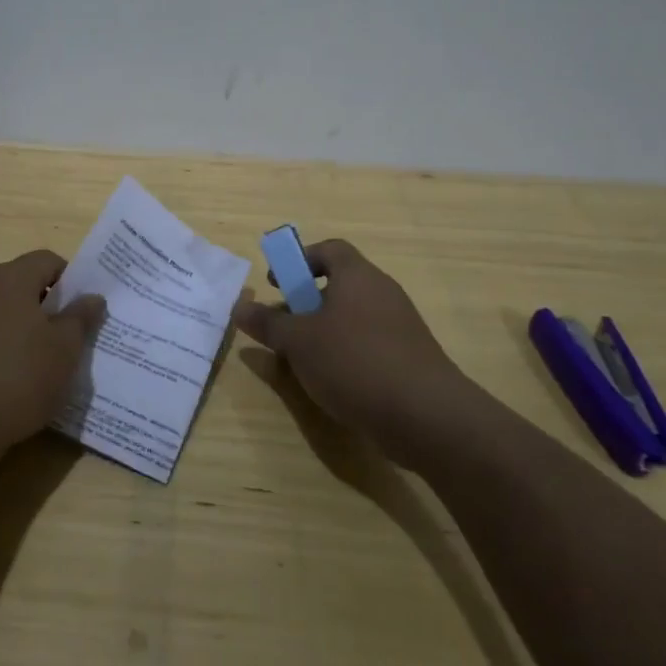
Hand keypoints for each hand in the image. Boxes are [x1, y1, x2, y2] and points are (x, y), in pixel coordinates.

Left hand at [0, 250, 105, 455]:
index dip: (72, 280)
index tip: (85, 311)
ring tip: (46, 364)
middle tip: (72, 338)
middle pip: (24, 285)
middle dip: (50, 307)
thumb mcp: (65, 348)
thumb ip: (81, 317)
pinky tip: (16, 382)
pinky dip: (5, 350)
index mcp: (10, 278)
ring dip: (27, 330)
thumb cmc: (19, 376)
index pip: (48, 260)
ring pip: (5, 313)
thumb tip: (92, 297)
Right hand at [233, 239, 467, 462]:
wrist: (426, 415)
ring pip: (354, 318)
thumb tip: (239, 307)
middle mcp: (382, 292)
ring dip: (325, 332)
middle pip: (340, 284)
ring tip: (303, 360)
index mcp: (357, 275)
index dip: (300, 260)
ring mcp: (401, 326)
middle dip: (307, 303)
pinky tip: (333, 383)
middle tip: (285, 327)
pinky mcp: (410, 358)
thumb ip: (268, 323)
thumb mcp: (298, 342)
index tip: (279, 284)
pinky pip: (370, 344)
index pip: (329, 249)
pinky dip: (347, 355)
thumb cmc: (354, 362)